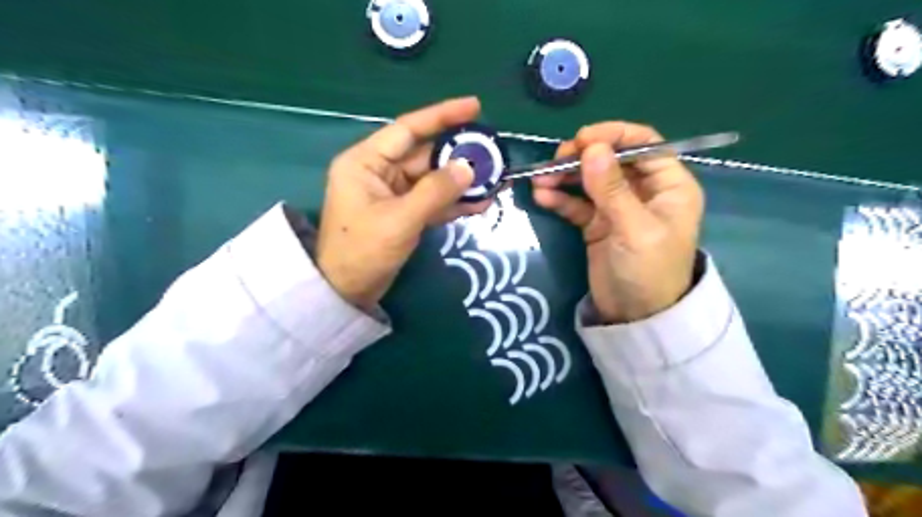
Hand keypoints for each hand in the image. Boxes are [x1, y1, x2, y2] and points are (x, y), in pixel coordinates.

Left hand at [318, 97, 488, 307]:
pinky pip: (433, 201)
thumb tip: (469, 167)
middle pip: (425, 155)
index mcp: (366, 161)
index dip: (442, 115)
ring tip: (495, 179)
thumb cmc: (363, 251)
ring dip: (461, 181)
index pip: (408, 129)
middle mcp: (379, 171)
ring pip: (433, 179)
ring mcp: (393, 193)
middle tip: (494, 153)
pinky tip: (481, 202)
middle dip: (459, 155)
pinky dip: (454, 202)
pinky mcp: (404, 213)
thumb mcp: (400, 219)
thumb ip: (436, 191)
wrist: (346, 292)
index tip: (474, 106)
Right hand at [530, 121, 703, 321]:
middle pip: (612, 159)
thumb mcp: (634, 229)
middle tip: (555, 160)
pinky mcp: (597, 224)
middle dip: (582, 157)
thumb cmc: (648, 272)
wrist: (635, 317)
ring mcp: (617, 207)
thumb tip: (592, 148)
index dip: (613, 136)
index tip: (582, 140)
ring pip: (590, 180)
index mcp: (668, 185)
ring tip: (539, 179)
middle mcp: (644, 190)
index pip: (644, 144)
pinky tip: (542, 197)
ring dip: (565, 177)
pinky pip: (577, 204)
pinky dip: (560, 199)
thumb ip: (613, 189)